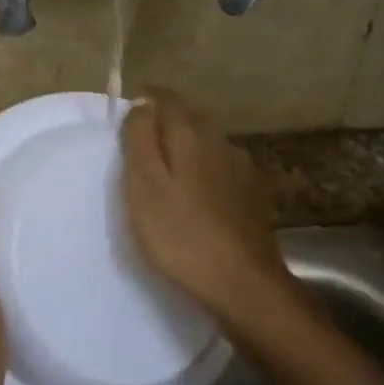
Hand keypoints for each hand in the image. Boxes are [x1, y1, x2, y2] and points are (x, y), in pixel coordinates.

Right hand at [121, 89, 293, 321]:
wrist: (243, 285)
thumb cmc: (180, 234)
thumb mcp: (144, 185)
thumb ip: (140, 139)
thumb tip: (142, 104)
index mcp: (192, 134)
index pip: (167, 99)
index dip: (146, 99)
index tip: (128, 108)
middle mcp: (222, 141)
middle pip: (190, 118)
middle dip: (166, 122)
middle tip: (140, 141)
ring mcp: (243, 169)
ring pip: (208, 144)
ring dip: (187, 147)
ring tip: (166, 170)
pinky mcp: (255, 196)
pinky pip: (222, 169)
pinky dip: (205, 171)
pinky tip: (197, 195)